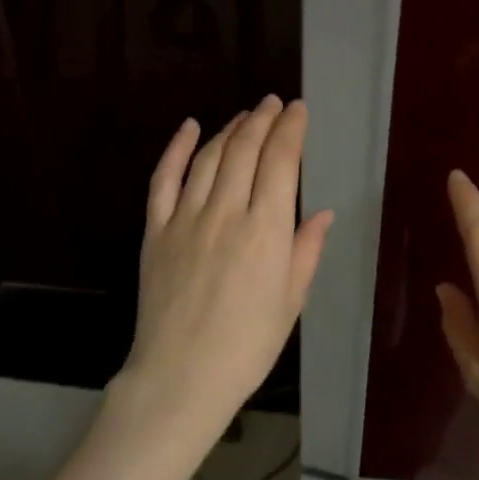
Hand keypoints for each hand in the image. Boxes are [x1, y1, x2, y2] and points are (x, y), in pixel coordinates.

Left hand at [121, 97, 333, 439]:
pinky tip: (189, 127)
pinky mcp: (156, 230)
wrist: (182, 376)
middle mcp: (226, 213)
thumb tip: (322, 214)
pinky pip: (164, 178)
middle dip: (262, 120)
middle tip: (273, 103)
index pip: (280, 162)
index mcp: (266, 231)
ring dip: (229, 130)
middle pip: (244, 150)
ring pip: (208, 157)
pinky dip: (176, 148)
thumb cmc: (248, 345)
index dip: (290, 130)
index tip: (298, 110)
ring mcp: (186, 218)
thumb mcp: (291, 301)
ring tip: (244, 116)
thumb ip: (306, 251)